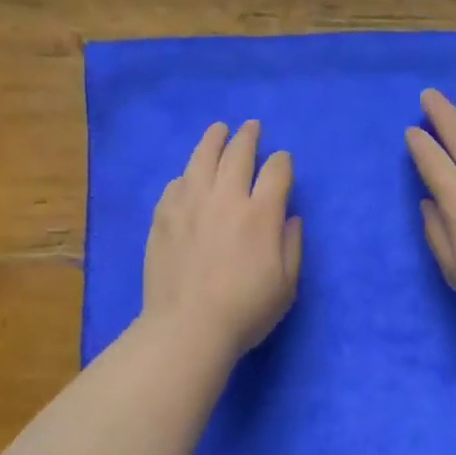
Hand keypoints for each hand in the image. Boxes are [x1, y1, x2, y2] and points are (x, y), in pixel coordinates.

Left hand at [142, 120, 302, 360]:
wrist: (188, 327)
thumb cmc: (245, 311)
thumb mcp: (286, 285)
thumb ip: (292, 246)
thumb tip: (290, 217)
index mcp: (260, 214)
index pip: (276, 171)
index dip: (282, 161)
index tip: (283, 160)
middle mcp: (225, 199)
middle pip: (238, 154)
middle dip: (249, 137)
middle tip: (252, 127)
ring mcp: (190, 204)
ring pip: (202, 159)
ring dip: (214, 140)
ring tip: (219, 130)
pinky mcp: (163, 217)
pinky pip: (176, 184)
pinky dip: (187, 175)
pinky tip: (189, 176)